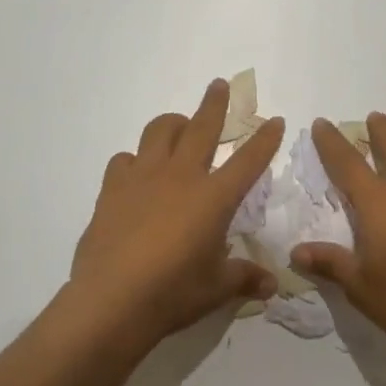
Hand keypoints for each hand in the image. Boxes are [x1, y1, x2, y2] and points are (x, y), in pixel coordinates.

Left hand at [69, 79, 283, 347]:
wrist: (110, 301)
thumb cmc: (172, 294)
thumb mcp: (216, 289)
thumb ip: (244, 278)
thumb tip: (272, 284)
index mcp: (213, 198)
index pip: (248, 160)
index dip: (265, 139)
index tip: (274, 120)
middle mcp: (181, 176)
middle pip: (202, 127)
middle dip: (215, 103)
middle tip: (219, 85)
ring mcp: (143, 177)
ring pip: (159, 130)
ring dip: (173, 123)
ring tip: (179, 128)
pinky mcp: (113, 188)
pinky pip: (125, 159)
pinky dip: (135, 160)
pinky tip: (137, 174)